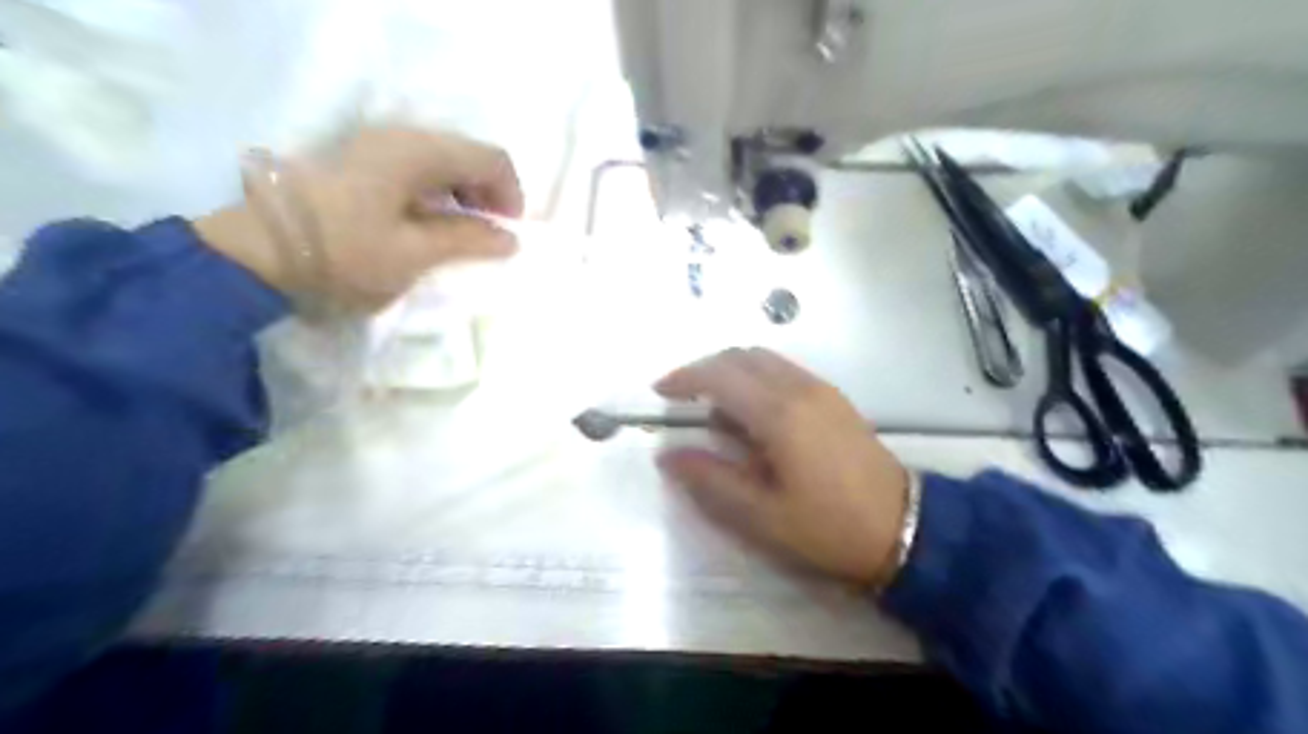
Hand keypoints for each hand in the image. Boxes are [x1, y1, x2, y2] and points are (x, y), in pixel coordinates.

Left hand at [193, 126, 520, 310]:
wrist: (256, 254)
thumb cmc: (343, 254)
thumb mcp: (414, 254)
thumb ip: (469, 240)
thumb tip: (511, 238)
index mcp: (417, 151)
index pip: (490, 158)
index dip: (511, 194)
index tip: (510, 232)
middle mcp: (400, 136)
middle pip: (468, 155)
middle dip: (489, 194)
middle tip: (490, 236)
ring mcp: (377, 146)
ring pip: (444, 161)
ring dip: (465, 195)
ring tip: (464, 234)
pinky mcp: (362, 161)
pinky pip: (420, 168)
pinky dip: (440, 194)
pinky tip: (433, 223)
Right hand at [653, 347, 912, 588]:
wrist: (905, 528)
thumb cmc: (828, 527)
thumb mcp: (761, 516)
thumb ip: (711, 481)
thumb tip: (668, 457)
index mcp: (779, 414)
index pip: (719, 376)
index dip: (684, 378)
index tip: (659, 392)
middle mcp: (799, 388)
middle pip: (741, 356)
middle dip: (704, 368)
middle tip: (680, 395)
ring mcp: (820, 389)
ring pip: (764, 359)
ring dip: (730, 370)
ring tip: (710, 405)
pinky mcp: (834, 398)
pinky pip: (783, 371)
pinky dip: (755, 378)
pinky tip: (750, 412)